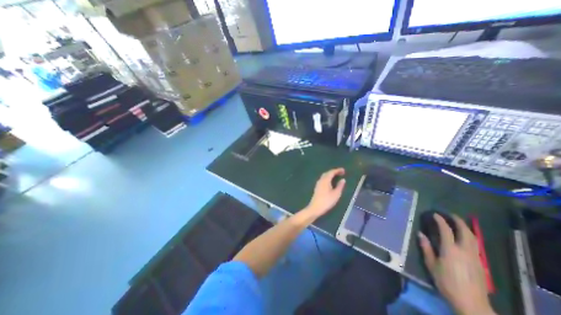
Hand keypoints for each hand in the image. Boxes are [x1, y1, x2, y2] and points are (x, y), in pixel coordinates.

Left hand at [305, 167, 344, 218]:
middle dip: (334, 172)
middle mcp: (321, 180)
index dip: (337, 170)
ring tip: (337, 176)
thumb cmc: (327, 201)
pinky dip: (328, 178)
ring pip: (324, 176)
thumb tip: (343, 180)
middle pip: (327, 173)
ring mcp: (318, 184)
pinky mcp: (317, 187)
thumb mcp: (336, 194)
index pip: (331, 172)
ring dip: (330, 175)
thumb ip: (340, 186)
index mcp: (325, 180)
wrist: (315, 208)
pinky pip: (323, 179)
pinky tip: (330, 182)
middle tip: (341, 173)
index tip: (343, 170)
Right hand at [420, 214, 493, 314]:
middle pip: (465, 232)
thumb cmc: (446, 282)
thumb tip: (420, 234)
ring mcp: (475, 257)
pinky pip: (476, 245)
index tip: (435, 214)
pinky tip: (465, 238)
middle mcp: (465, 250)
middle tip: (451, 215)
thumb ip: (426, 248)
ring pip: (474, 238)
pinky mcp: (480, 263)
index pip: (446, 230)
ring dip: (466, 228)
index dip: (441, 221)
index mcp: (451, 250)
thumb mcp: (431, 265)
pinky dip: (470, 237)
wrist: (471, 303)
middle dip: (458, 221)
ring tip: (459, 223)